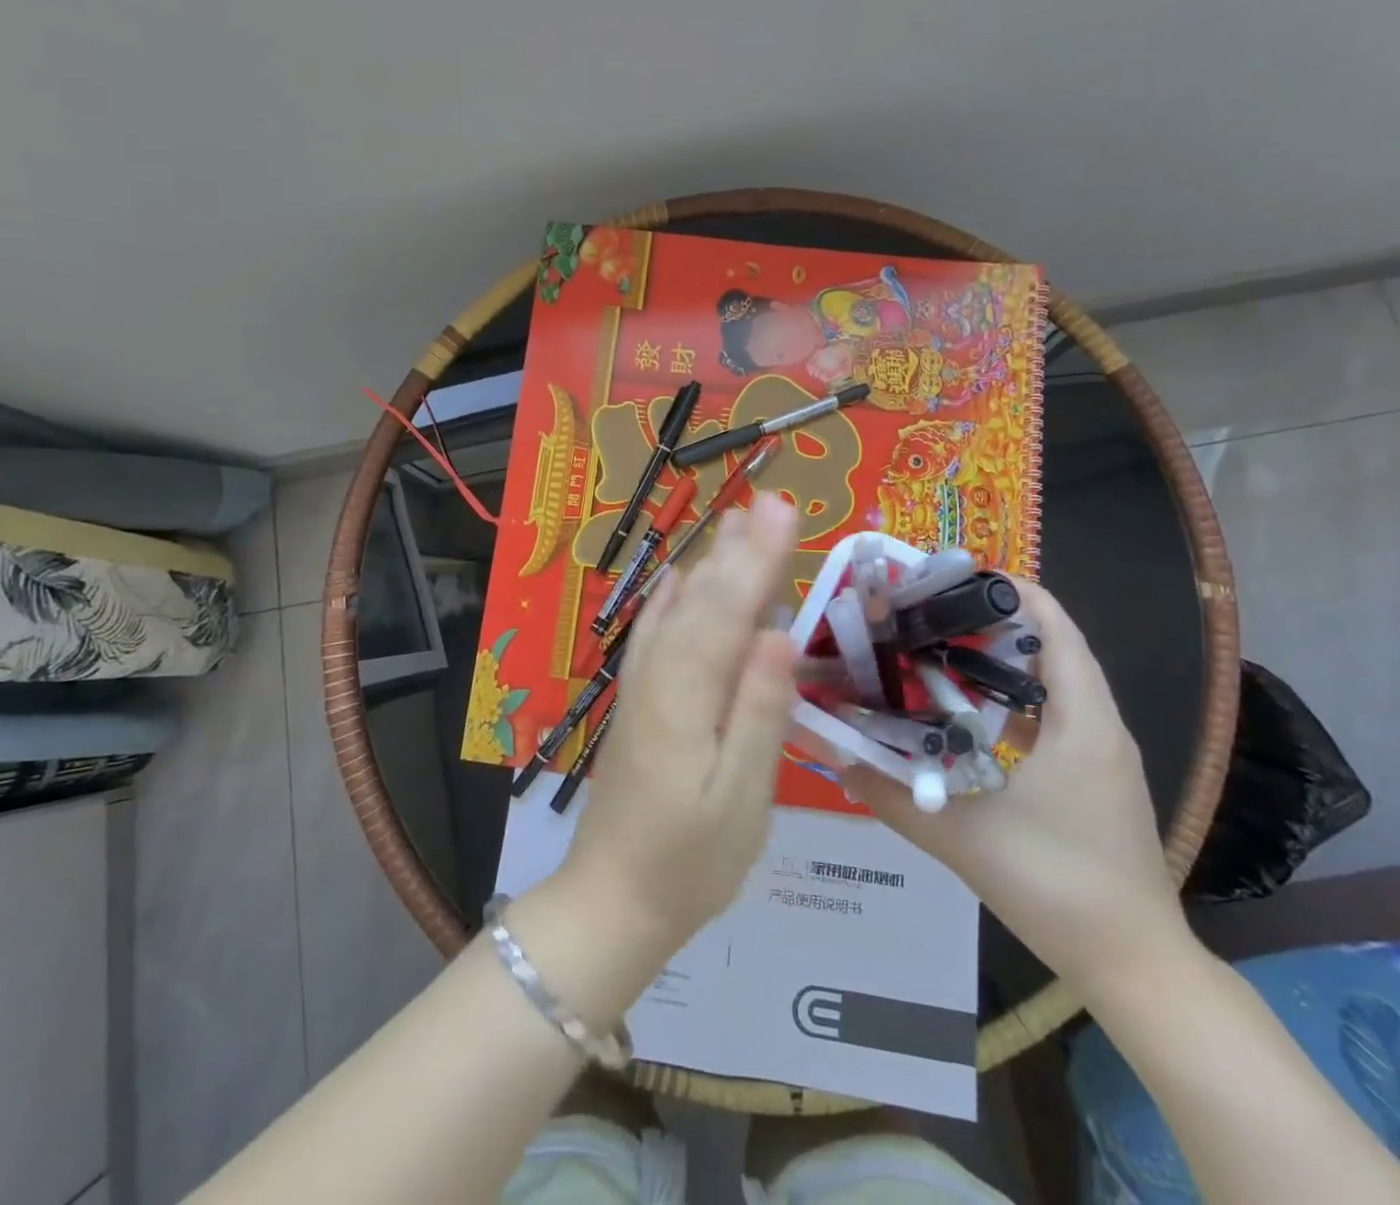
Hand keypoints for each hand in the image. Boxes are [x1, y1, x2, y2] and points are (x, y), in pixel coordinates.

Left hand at [558, 493, 800, 954]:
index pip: (728, 612)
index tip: (784, 512)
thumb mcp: (741, 800)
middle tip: (772, 500)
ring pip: (677, 610)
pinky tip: (681, 579)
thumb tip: (777, 636)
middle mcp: (657, 677)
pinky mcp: (637, 700)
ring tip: (738, 521)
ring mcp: (641, 686)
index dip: (757, 559)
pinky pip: (654, 634)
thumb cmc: (691, 862)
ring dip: (710, 564)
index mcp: (686, 698)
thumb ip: (757, 714)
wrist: (614, 900)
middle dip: (740, 549)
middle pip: (702, 600)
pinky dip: (671, 600)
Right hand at [845, 581, 1188, 1000]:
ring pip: (1057, 682)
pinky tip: (970, 714)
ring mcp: (1104, 755)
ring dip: (1006, 659)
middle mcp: (1101, 727)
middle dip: (995, 621)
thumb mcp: (961, 838)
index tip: (953, 577)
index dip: (1012, 592)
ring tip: (941, 649)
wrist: (1134, 965)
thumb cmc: (1055, 886)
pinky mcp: (1098, 780)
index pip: (1056, 629)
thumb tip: (834, 757)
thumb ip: (892, 795)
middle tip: (931, 612)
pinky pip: (1059, 715)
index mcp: (1081, 723)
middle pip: (1055, 647)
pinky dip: (1017, 698)